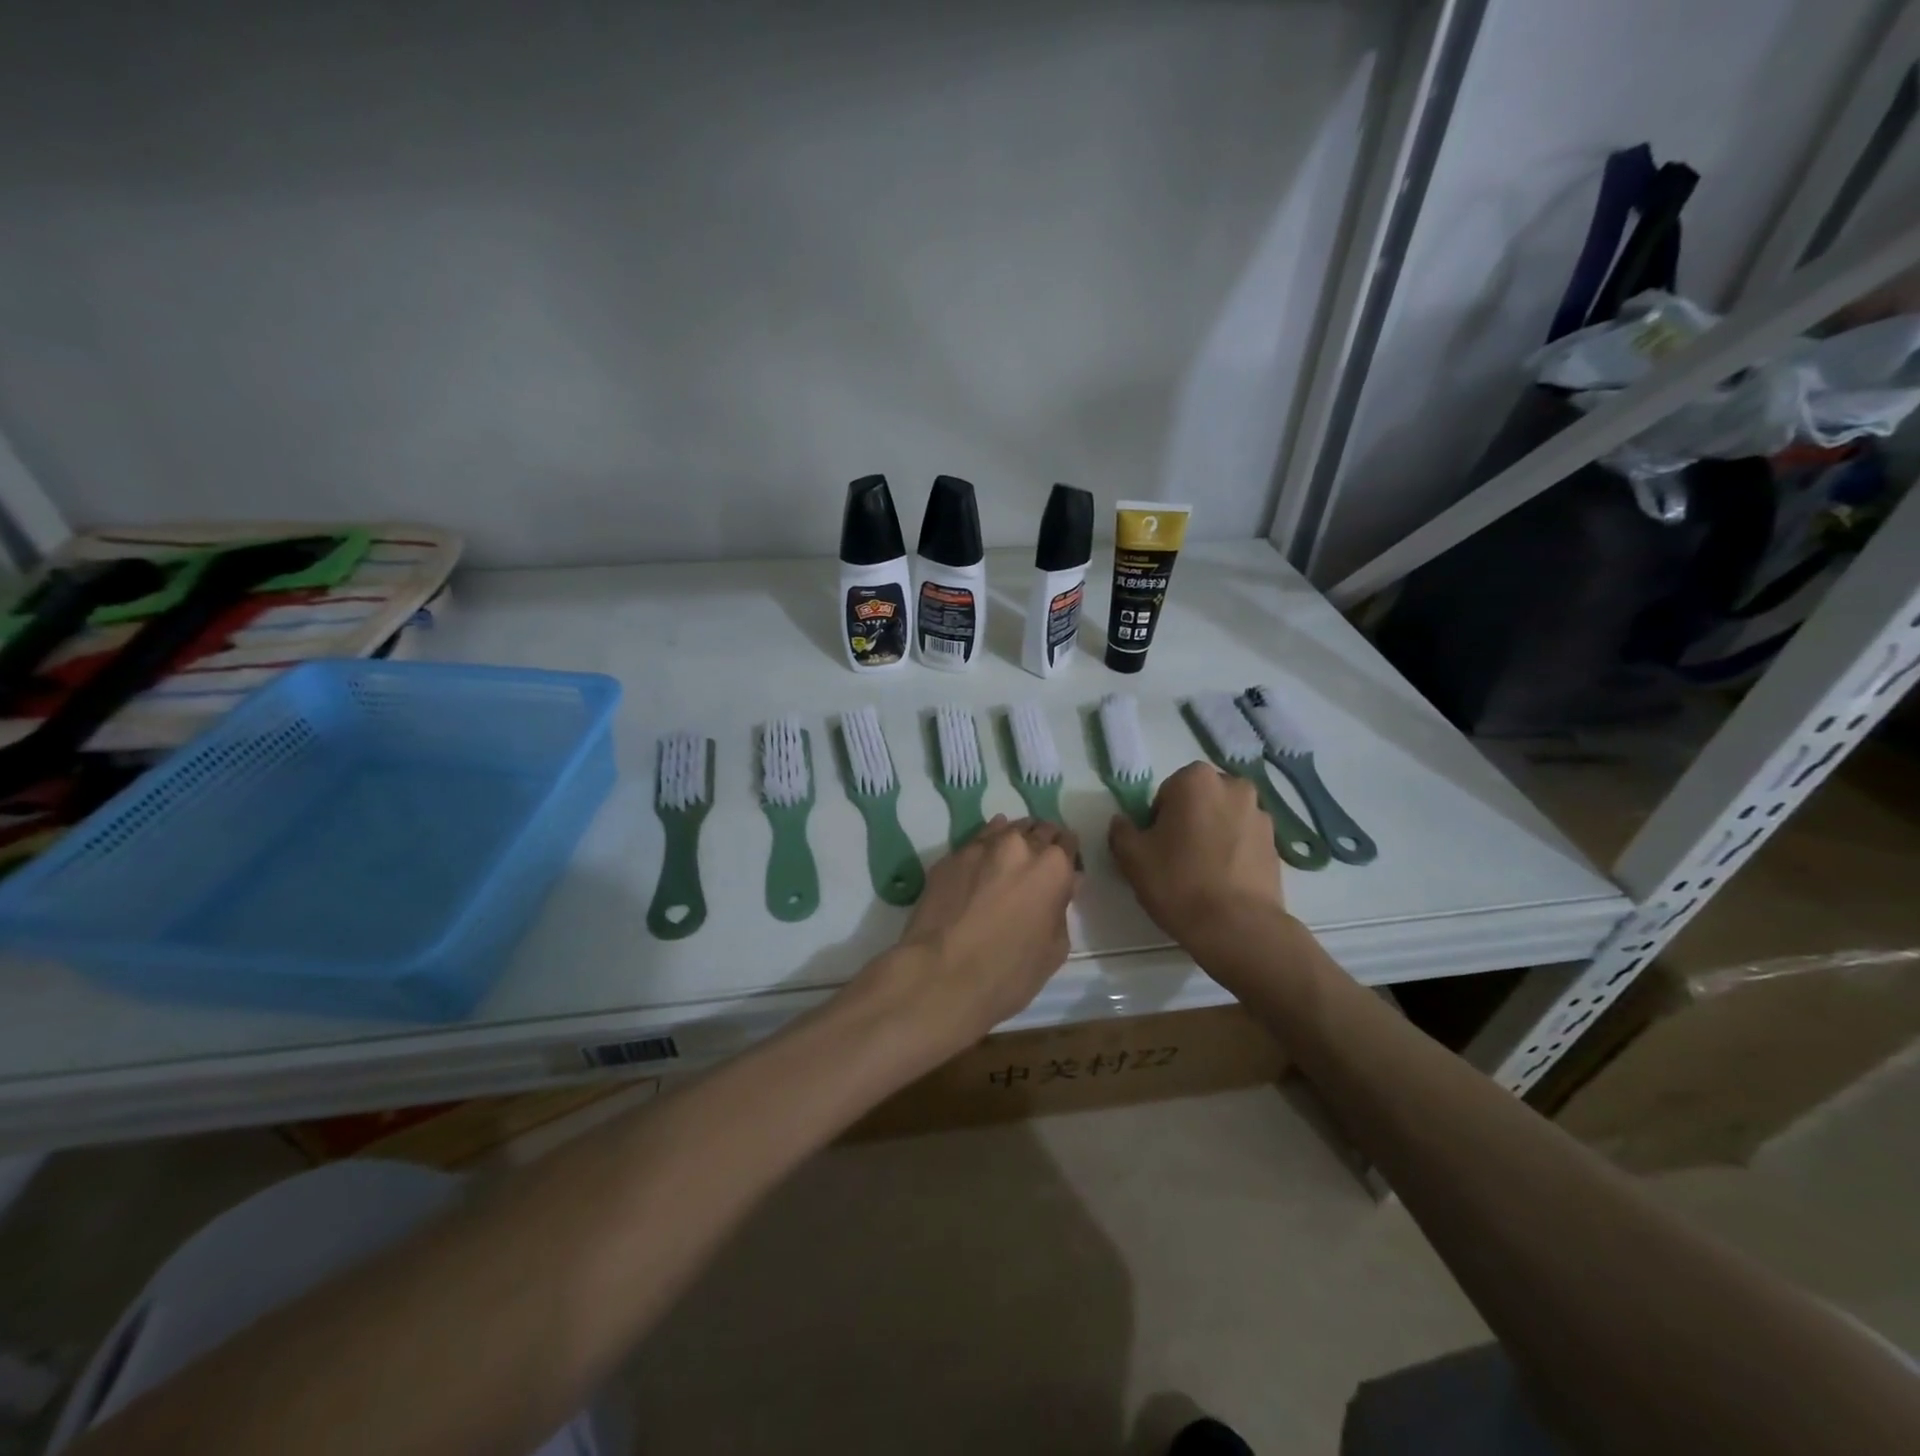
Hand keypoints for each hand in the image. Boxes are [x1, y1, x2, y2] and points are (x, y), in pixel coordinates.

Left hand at [850, 816, 1080, 1057]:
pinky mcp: (949, 857)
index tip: (1063, 866)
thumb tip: (1061, 888)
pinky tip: (982, 862)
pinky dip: (984, 848)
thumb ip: (1061, 909)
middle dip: (1041, 842)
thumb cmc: (1009, 973)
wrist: (941, 975)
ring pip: (1004, 829)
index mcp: (1052, 867)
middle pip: (1037, 829)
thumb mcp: (1054, 949)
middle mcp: (1018, 846)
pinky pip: (975, 843)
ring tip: (1009, 859)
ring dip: (1012, 840)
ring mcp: (980, 847)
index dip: (1067, 854)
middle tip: (1037, 863)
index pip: (1067, 842)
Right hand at [1109, 761, 1281, 946]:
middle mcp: (1234, 787)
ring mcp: (1260, 815)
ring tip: (1202, 873)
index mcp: (1197, 780)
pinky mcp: (1276, 844)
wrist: (1237, 928)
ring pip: (1224, 819)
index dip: (1157, 819)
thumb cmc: (1179, 883)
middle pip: (1199, 800)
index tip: (1157, 846)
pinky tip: (1223, 882)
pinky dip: (1233, 852)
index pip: (1166, 791)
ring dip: (1212, 835)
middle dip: (1188, 820)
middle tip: (1176, 857)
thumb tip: (1123, 823)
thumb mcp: (1131, 857)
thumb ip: (1121, 830)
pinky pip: (1244, 840)